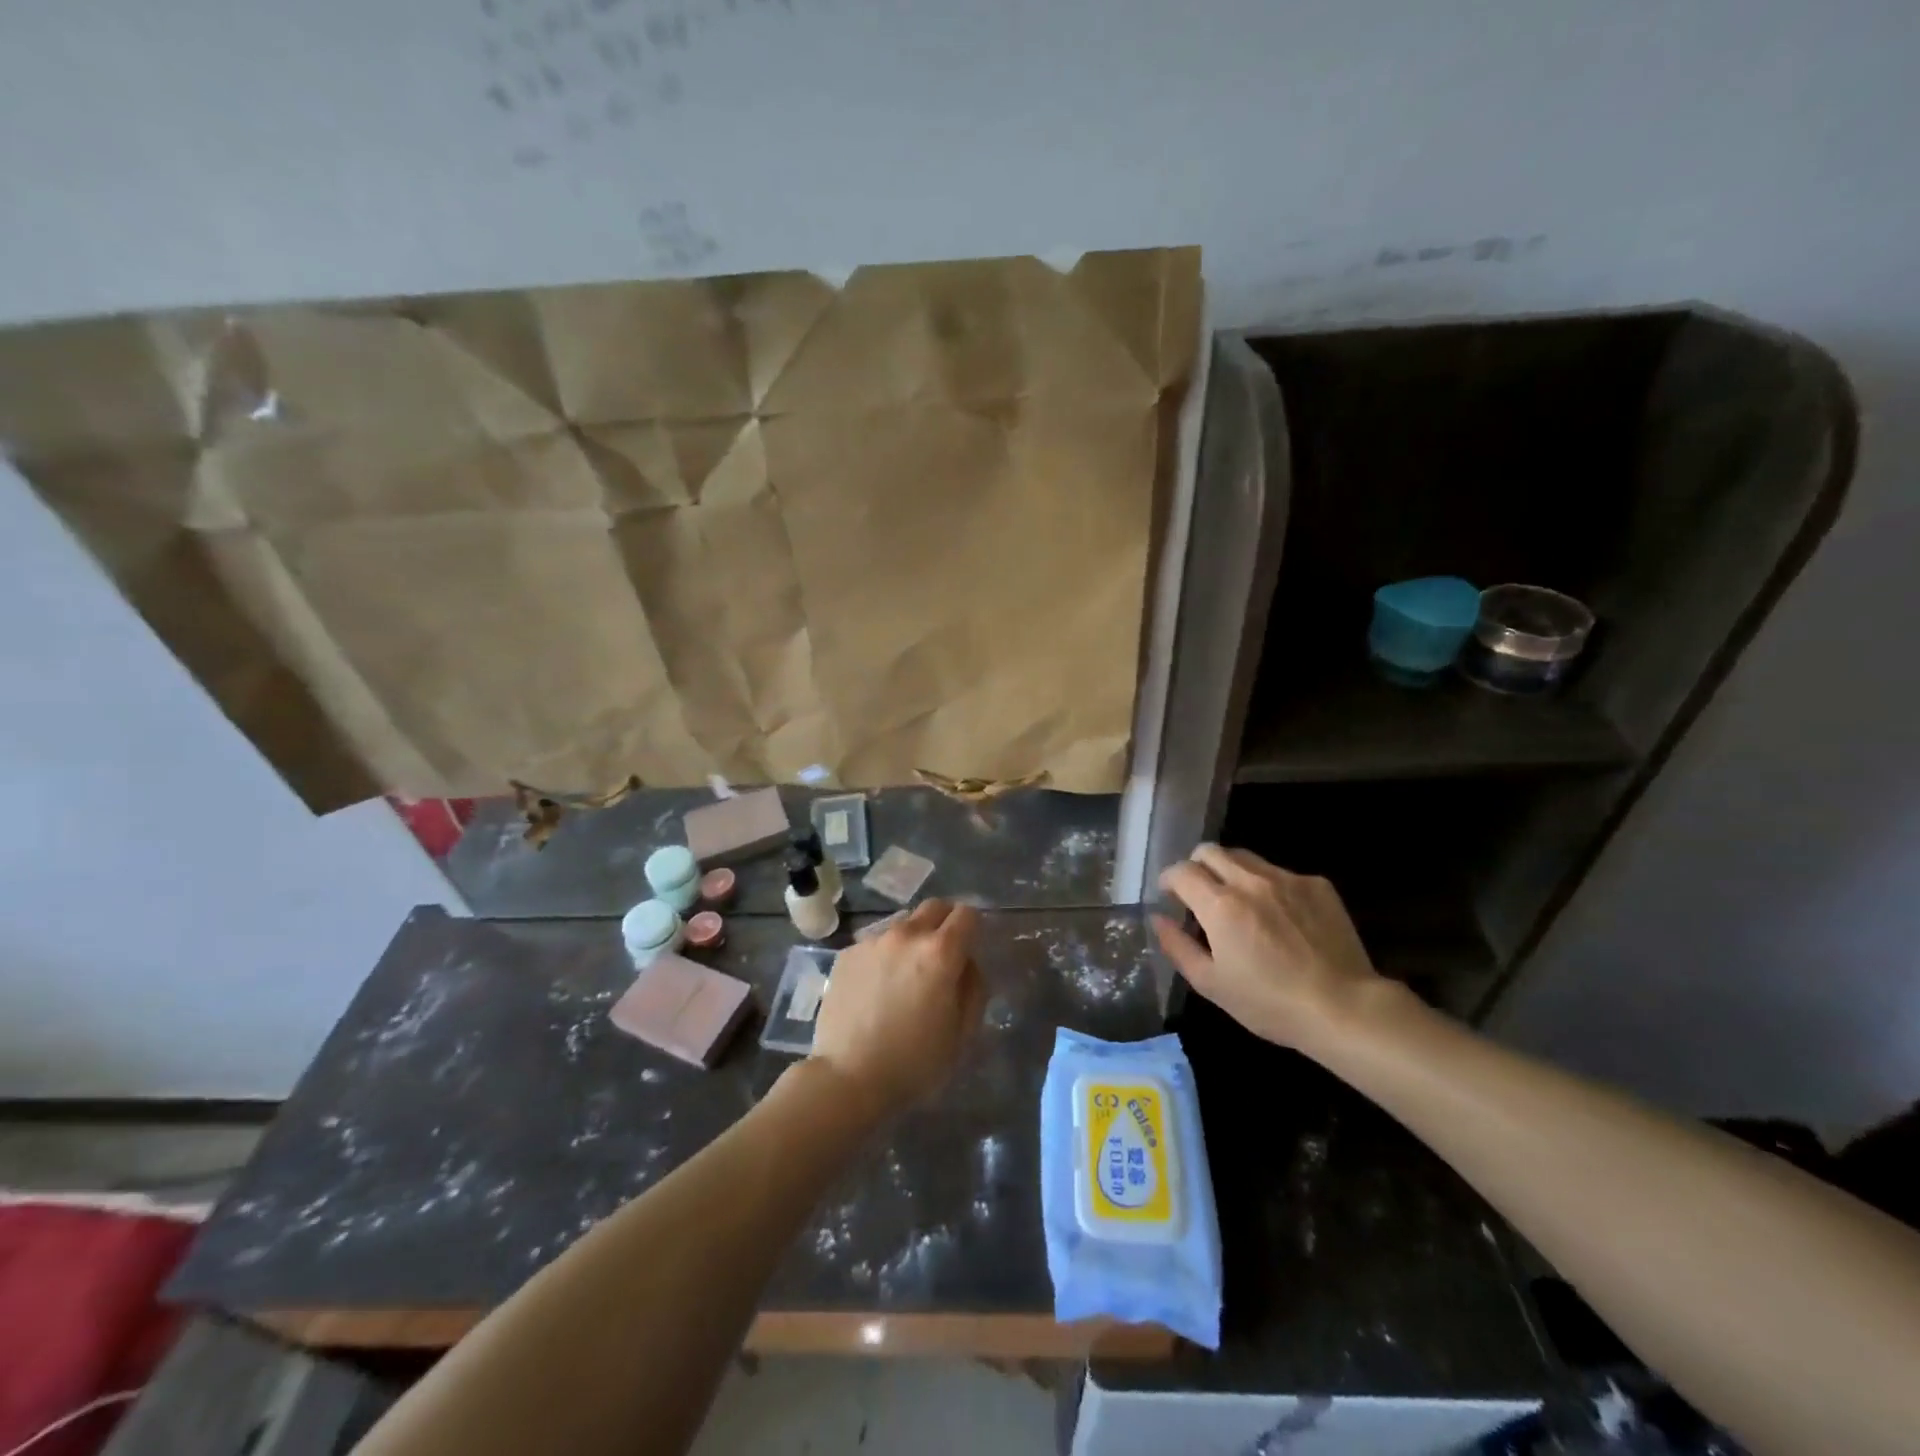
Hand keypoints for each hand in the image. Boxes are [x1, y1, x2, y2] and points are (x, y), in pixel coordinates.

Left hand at [810, 899, 985, 1112]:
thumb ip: (973, 987)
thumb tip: (967, 964)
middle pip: (934, 907)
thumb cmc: (914, 1063)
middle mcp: (906, 935)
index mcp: (940, 952)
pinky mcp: (847, 954)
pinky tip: (877, 988)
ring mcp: (872, 941)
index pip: (967, 914)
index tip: (970, 946)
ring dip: (912, 939)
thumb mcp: (962, 1033)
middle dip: (945, 922)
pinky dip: (884, 956)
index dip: (973, 927)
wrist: (848, 1078)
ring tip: (905, 975)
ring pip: (903, 924)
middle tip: (943, 954)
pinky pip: (875, 943)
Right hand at [1153, 844, 1390, 1051]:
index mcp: (1220, 905)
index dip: (1169, 879)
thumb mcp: (1212, 984)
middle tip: (1200, 893)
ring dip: (1230, 871)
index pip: (1181, 871)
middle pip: (1209, 851)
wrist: (1344, 1007)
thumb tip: (1158, 919)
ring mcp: (1287, 879)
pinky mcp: (1317, 884)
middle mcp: (1250, 881)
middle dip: (1196, 866)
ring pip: (1245, 857)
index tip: (1170, 894)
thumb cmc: (1270, 1003)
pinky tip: (1280, 916)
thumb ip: (1177, 946)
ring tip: (1239, 901)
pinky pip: (1280, 872)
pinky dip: (1268, 885)